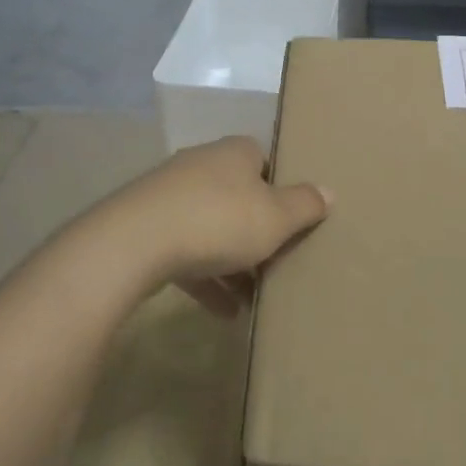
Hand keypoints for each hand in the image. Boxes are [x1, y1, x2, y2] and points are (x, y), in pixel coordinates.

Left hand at [86, 137, 329, 316]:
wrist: (136, 241)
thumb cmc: (219, 220)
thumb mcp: (276, 217)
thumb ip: (305, 205)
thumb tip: (329, 191)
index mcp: (235, 153)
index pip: (265, 161)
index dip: (281, 189)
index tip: (293, 220)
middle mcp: (203, 165)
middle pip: (239, 196)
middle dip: (257, 230)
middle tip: (278, 261)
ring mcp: (170, 195)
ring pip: (212, 227)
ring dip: (232, 261)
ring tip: (254, 297)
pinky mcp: (147, 226)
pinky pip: (186, 251)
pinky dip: (206, 279)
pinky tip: (224, 312)